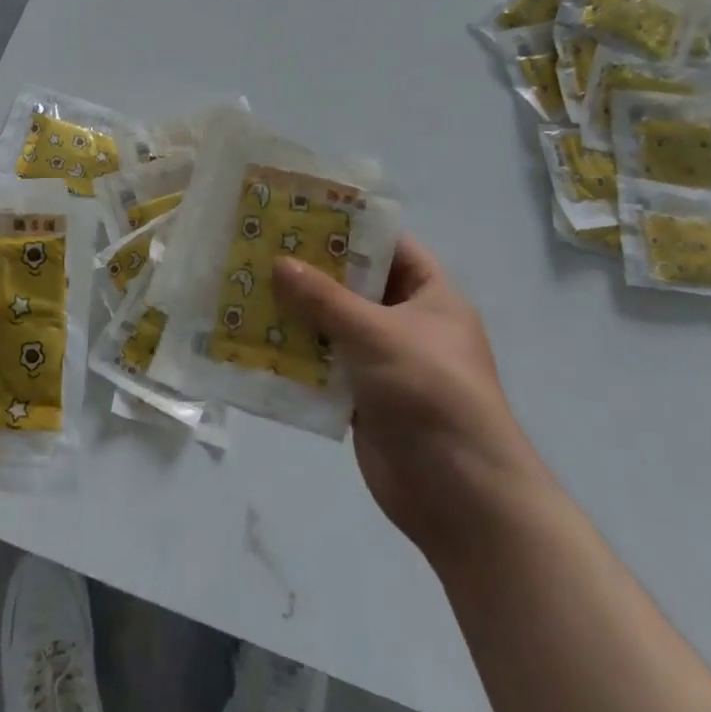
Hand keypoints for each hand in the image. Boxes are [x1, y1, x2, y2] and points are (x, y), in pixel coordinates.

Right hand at [274, 234, 547, 557]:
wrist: (462, 498)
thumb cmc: (431, 393)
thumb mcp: (377, 334)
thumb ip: (324, 299)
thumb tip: (278, 262)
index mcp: (430, 295)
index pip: (387, 245)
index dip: (348, 228)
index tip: (299, 213)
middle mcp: (408, 323)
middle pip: (354, 285)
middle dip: (311, 271)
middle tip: (262, 247)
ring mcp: (385, 362)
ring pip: (334, 325)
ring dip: (297, 313)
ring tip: (248, 287)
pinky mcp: (364, 398)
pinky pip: (325, 365)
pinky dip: (297, 355)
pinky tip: (256, 340)